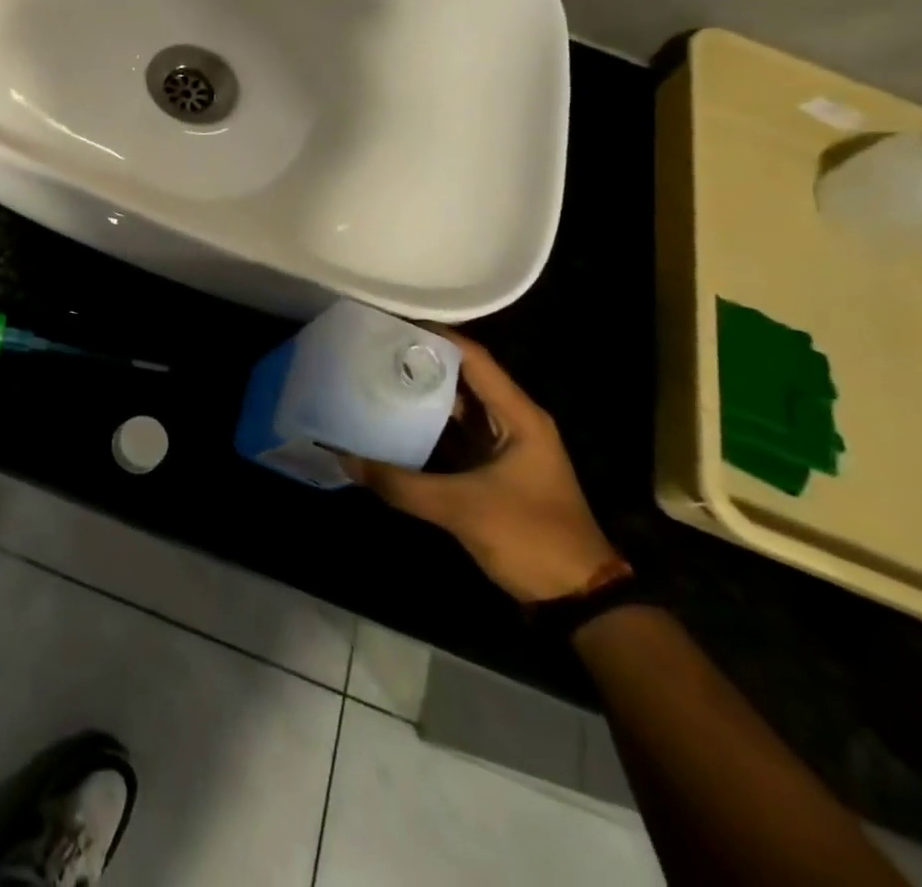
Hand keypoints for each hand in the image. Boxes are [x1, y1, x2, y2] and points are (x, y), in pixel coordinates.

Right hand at [342, 330, 621, 602]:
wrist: (577, 599)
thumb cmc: (530, 538)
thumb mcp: (461, 509)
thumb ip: (400, 484)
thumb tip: (344, 458)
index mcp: (518, 416)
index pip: (473, 358)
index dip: (435, 335)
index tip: (391, 322)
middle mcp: (512, 420)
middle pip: (462, 376)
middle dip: (420, 360)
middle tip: (372, 346)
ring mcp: (502, 445)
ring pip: (456, 405)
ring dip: (420, 392)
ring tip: (373, 374)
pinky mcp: (491, 468)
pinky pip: (453, 433)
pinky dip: (425, 424)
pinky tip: (390, 420)